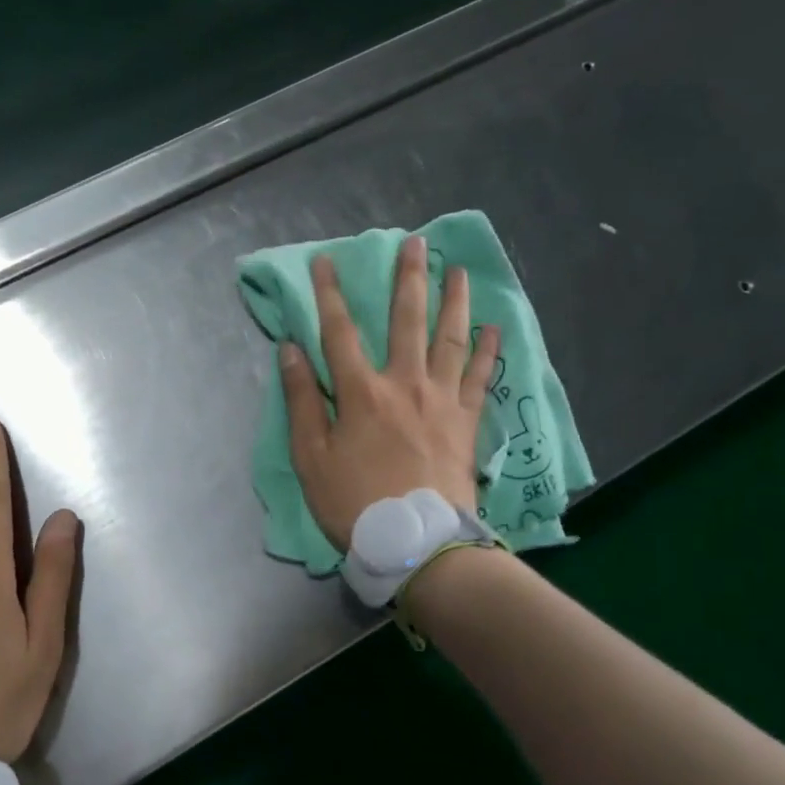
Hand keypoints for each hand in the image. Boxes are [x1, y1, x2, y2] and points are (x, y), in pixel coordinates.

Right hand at [279, 233, 499, 549]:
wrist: (417, 542)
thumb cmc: (355, 502)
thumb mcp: (311, 457)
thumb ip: (301, 400)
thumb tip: (290, 349)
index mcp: (361, 392)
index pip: (339, 331)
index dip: (330, 293)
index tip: (326, 261)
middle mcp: (404, 383)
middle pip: (406, 320)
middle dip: (408, 277)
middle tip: (416, 242)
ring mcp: (441, 400)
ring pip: (450, 338)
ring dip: (453, 300)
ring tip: (458, 269)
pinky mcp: (466, 421)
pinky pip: (479, 377)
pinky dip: (488, 350)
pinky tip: (494, 327)